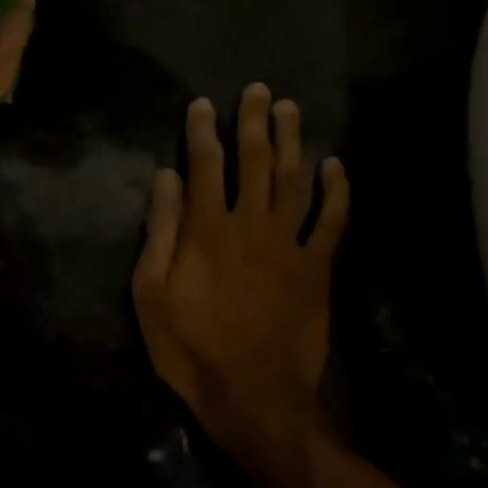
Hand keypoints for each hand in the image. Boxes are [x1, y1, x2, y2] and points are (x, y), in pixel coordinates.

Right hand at [131, 85, 348, 459]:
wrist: (254, 396)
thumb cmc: (191, 347)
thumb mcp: (152, 293)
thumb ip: (161, 231)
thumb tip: (166, 177)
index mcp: (208, 229)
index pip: (205, 165)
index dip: (203, 132)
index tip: (203, 104)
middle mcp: (251, 224)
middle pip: (255, 162)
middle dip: (255, 123)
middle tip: (259, 91)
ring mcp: (289, 245)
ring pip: (294, 181)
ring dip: (293, 142)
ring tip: (291, 109)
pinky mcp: (317, 268)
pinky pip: (330, 221)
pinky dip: (335, 192)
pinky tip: (335, 166)